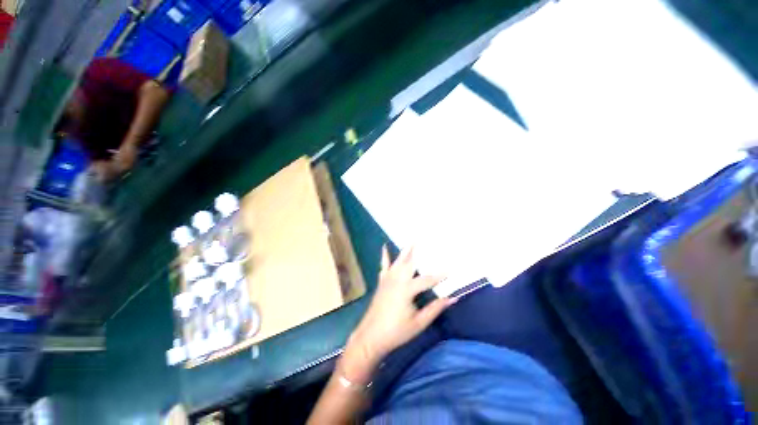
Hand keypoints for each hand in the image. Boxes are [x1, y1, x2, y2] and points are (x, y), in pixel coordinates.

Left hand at [342, 246, 454, 382]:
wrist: (371, 336)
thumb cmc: (396, 331)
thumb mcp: (419, 323)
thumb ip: (435, 309)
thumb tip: (452, 299)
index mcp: (406, 289)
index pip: (427, 280)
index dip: (439, 275)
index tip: (450, 269)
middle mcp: (396, 280)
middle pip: (409, 263)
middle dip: (416, 251)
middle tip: (423, 239)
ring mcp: (387, 279)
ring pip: (398, 261)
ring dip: (404, 251)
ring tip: (410, 240)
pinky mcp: (381, 282)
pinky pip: (384, 266)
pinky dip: (385, 256)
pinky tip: (384, 247)